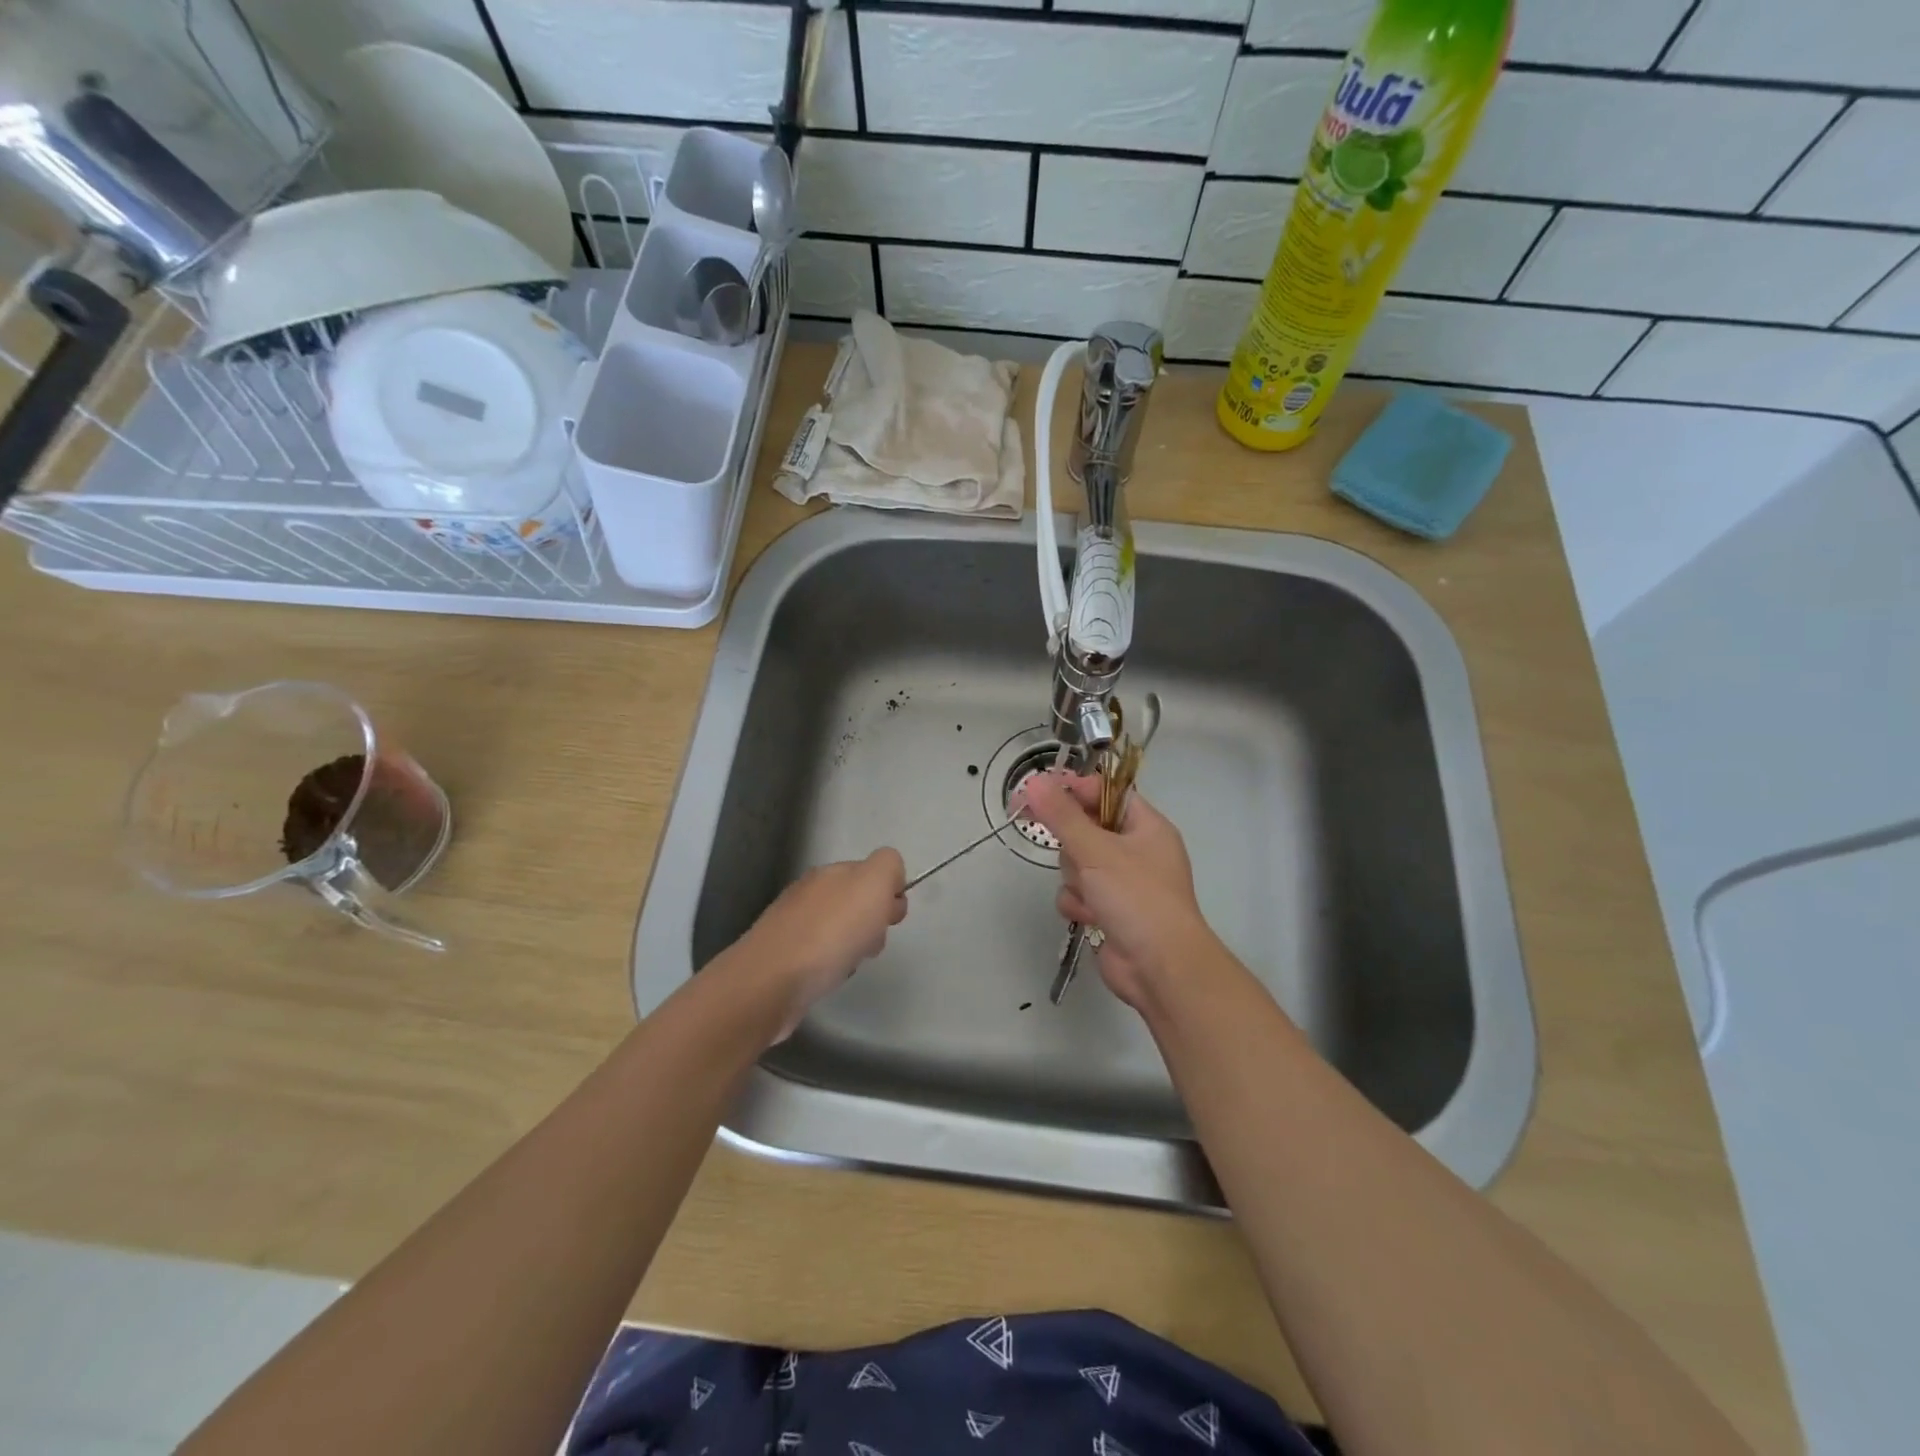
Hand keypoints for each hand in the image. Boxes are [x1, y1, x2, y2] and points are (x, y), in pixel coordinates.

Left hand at [732, 849, 906, 1039]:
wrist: (770, 983)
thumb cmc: (830, 933)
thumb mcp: (872, 883)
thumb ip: (888, 866)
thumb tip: (891, 878)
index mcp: (829, 872)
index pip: (870, 872)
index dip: (888, 894)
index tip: (890, 917)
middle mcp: (808, 893)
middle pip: (855, 903)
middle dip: (872, 923)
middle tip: (870, 942)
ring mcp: (791, 925)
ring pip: (839, 931)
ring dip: (853, 947)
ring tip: (848, 964)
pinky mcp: (782, 958)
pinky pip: (820, 956)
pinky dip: (832, 967)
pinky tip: (828, 978)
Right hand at [1020, 771, 1214, 1009]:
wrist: (1160, 968)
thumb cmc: (1137, 898)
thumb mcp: (1097, 850)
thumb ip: (1062, 815)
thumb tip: (1034, 781)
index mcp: (1146, 826)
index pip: (1106, 793)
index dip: (1074, 790)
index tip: (1039, 791)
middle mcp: (1136, 851)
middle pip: (1086, 829)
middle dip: (1073, 846)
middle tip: (1065, 847)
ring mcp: (1122, 883)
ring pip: (1076, 864)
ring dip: (1075, 879)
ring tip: (1089, 894)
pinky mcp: (1109, 910)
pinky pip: (1078, 893)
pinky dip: (1078, 904)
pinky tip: (1088, 917)